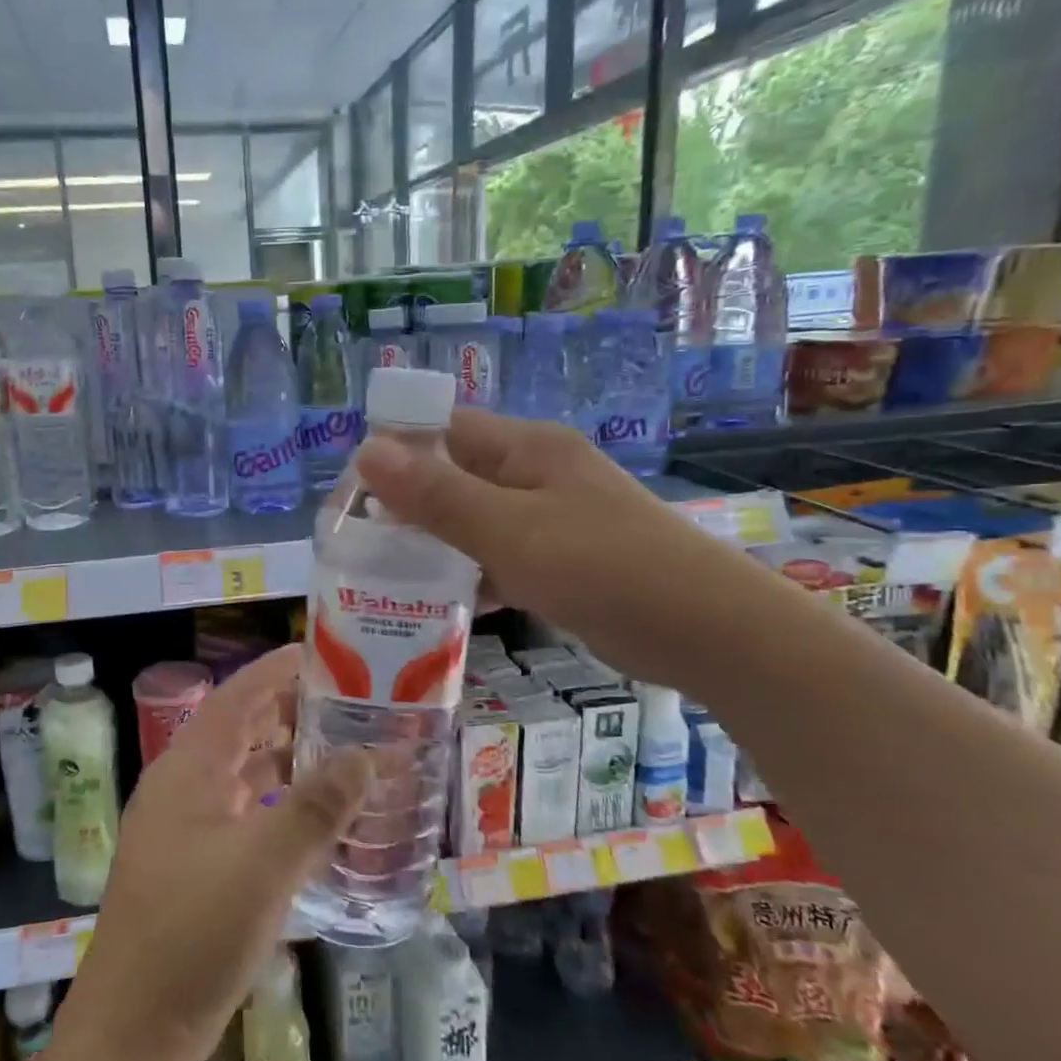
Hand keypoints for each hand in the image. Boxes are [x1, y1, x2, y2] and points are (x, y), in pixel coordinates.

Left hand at [59, 646, 370, 1060]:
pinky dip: (277, 804)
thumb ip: (318, 806)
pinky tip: (314, 818)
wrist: (133, 1035)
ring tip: (341, 751)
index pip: (237, 696)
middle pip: (240, 729)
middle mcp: (181, 787)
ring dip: (287, 759)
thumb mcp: (266, 864)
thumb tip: (366, 755)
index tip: (322, 653)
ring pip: (242, 773)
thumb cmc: (195, 933)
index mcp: (188, 769)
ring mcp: (183, 828)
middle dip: (290, 711)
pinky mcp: (192, 867)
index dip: (277, 669)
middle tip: (347, 703)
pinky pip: (242, 813)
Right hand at [356, 409, 773, 691]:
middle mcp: (537, 474)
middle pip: (456, 476)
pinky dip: (472, 573)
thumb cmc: (603, 567)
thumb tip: (366, 449)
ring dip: (437, 543)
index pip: (444, 430)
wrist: (708, 630)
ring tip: (385, 576)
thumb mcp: (509, 530)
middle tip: (360, 543)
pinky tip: (441, 603)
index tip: (352, 495)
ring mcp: (553, 518)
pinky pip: (501, 556)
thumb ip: (437, 494)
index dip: (396, 452)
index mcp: (526, 449)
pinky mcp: (563, 561)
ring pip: (476, 520)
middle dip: (409, 505)